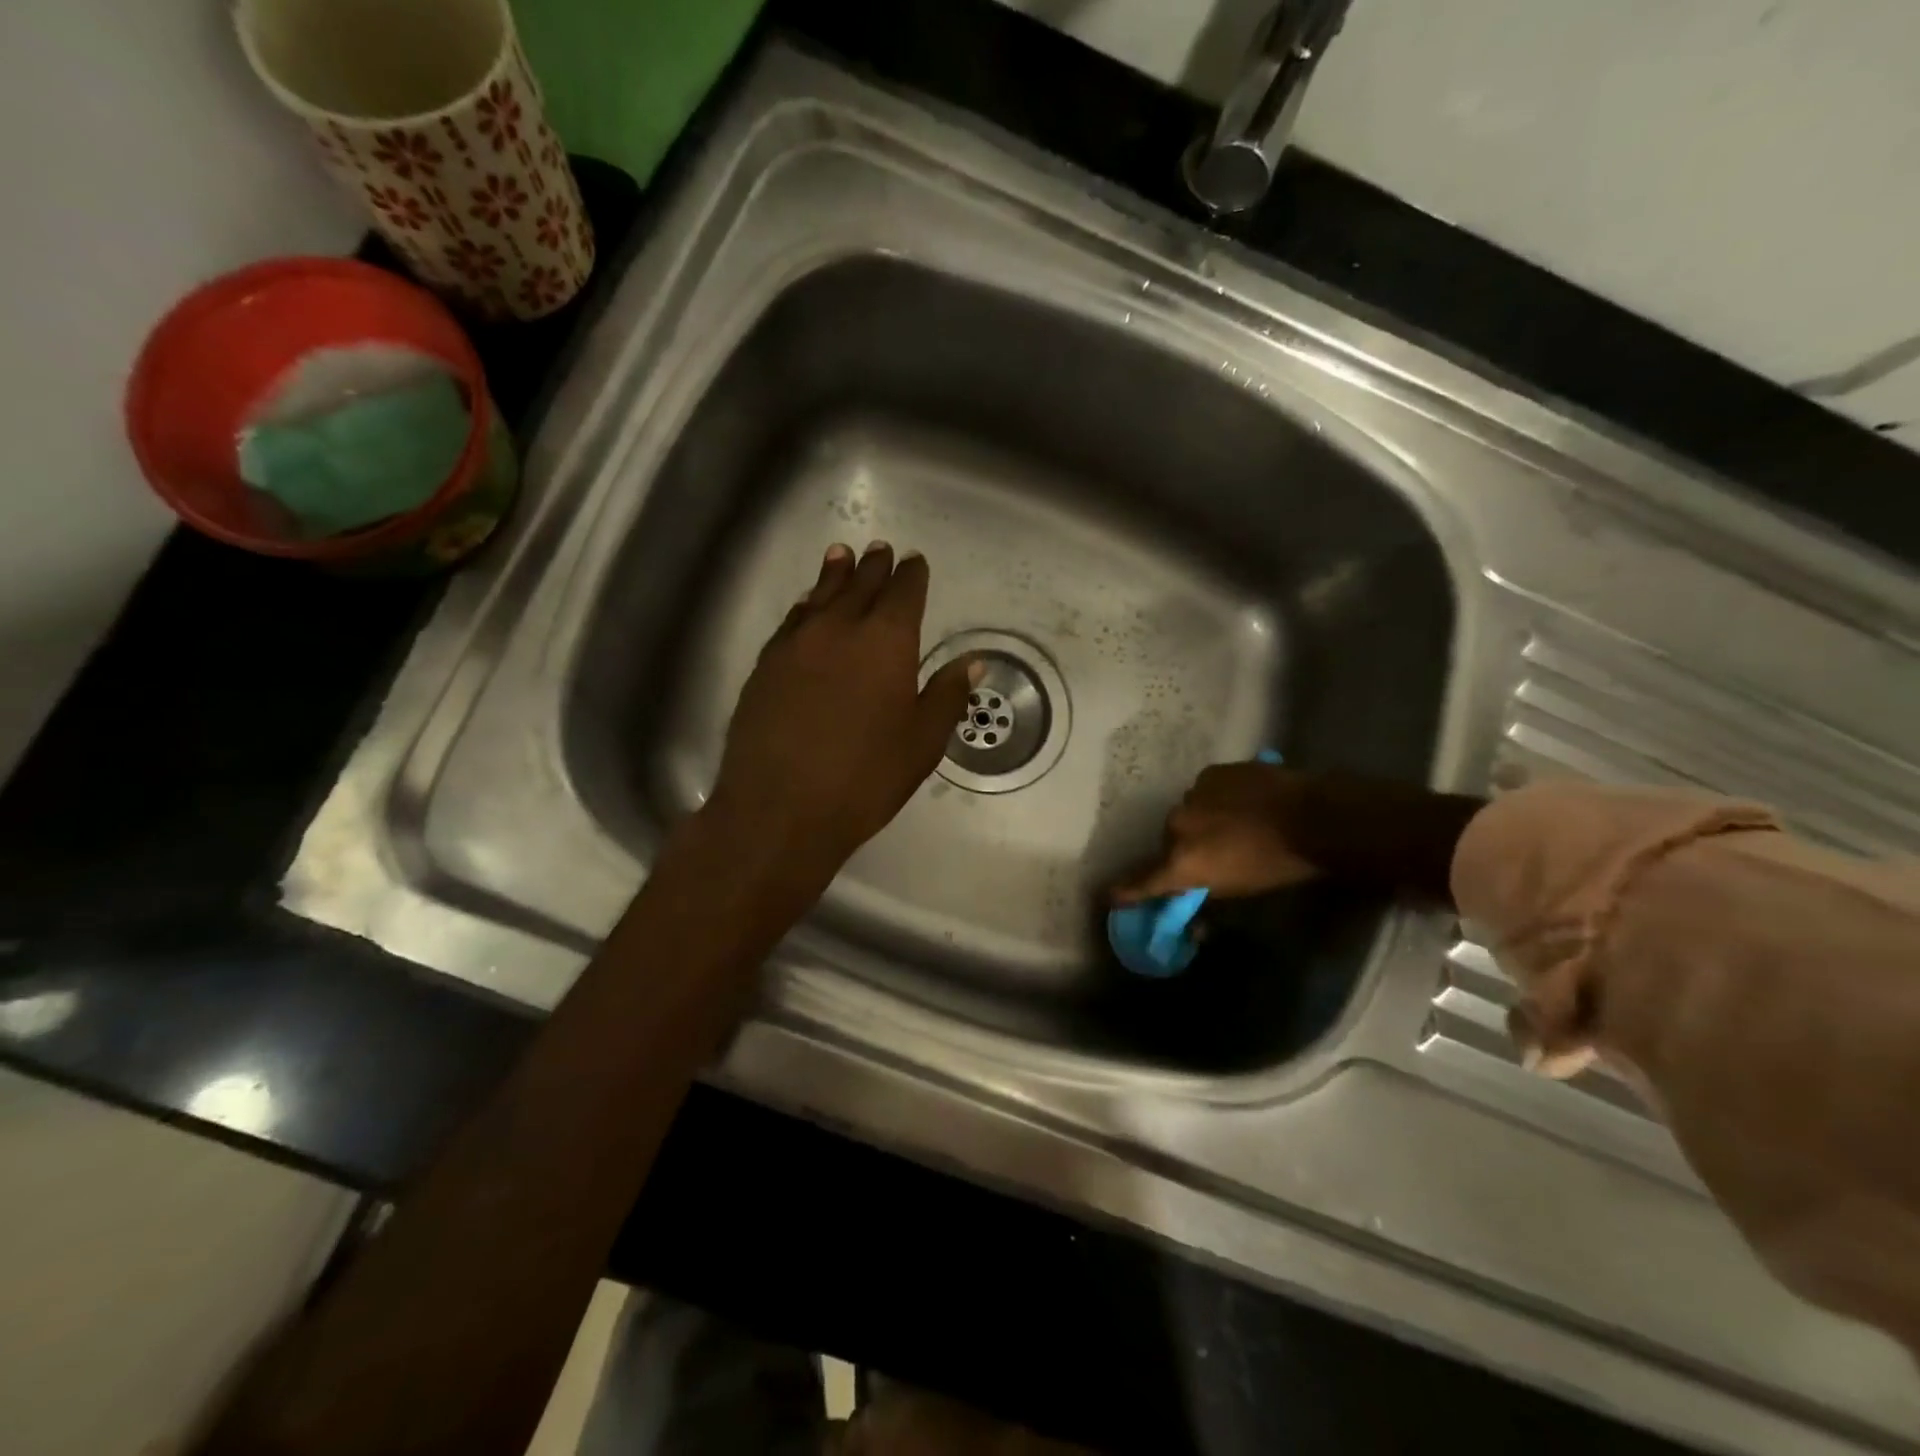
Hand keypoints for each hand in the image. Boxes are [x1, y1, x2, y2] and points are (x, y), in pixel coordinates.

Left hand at [704, 542, 976, 878]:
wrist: (780, 808)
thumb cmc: (865, 777)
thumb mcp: (922, 742)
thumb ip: (948, 695)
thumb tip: (973, 661)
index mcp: (886, 641)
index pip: (903, 593)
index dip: (911, 575)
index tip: (914, 562)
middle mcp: (839, 628)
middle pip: (859, 585)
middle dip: (874, 567)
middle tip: (879, 550)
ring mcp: (796, 644)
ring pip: (820, 596)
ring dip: (834, 575)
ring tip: (841, 556)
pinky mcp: (765, 665)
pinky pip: (792, 621)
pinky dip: (806, 606)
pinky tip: (807, 607)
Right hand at [1112, 762, 1320, 902]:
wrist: (1313, 817)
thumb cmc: (1279, 866)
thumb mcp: (1240, 892)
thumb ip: (1208, 895)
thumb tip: (1195, 920)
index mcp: (1182, 862)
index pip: (1142, 882)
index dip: (1126, 891)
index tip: (1110, 896)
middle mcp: (1176, 827)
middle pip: (1169, 841)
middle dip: (1184, 848)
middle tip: (1213, 853)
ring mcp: (1192, 796)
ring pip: (1188, 813)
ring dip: (1203, 820)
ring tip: (1234, 823)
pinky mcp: (1211, 773)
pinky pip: (1206, 790)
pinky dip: (1218, 798)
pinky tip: (1243, 801)